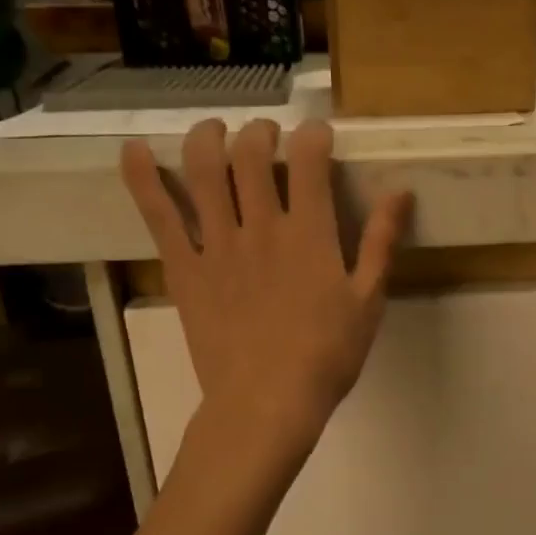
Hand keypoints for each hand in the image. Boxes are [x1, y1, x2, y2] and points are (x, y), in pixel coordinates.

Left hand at [122, 118, 411, 460]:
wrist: (267, 403)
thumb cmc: (326, 357)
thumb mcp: (368, 301)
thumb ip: (381, 243)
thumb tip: (400, 191)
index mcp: (309, 234)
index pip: (308, 160)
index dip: (312, 134)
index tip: (317, 134)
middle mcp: (260, 226)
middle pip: (251, 154)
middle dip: (260, 132)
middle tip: (266, 137)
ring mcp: (216, 245)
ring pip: (204, 170)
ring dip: (207, 137)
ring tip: (214, 130)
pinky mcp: (183, 268)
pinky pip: (158, 215)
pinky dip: (142, 178)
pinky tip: (135, 150)